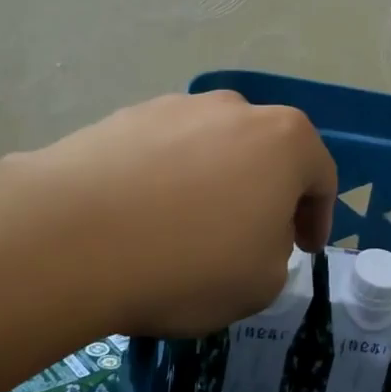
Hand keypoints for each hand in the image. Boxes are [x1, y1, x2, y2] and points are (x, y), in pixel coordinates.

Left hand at [29, 91, 337, 337]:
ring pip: (212, 148)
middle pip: (266, 153)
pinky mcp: (122, 118)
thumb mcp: (261, 283)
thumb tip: (249, 234)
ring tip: (189, 229)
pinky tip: (143, 219)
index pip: (321, 176)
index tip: (305, 250)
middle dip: (267, 194)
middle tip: (253, 237)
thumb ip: (275, 253)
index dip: (318, 218)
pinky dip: (166, 180)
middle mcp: (234, 110)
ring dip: (214, 183)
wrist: (70, 239)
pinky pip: (162, 152)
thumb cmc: (189, 264)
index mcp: (285, 141)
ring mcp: (174, 107)